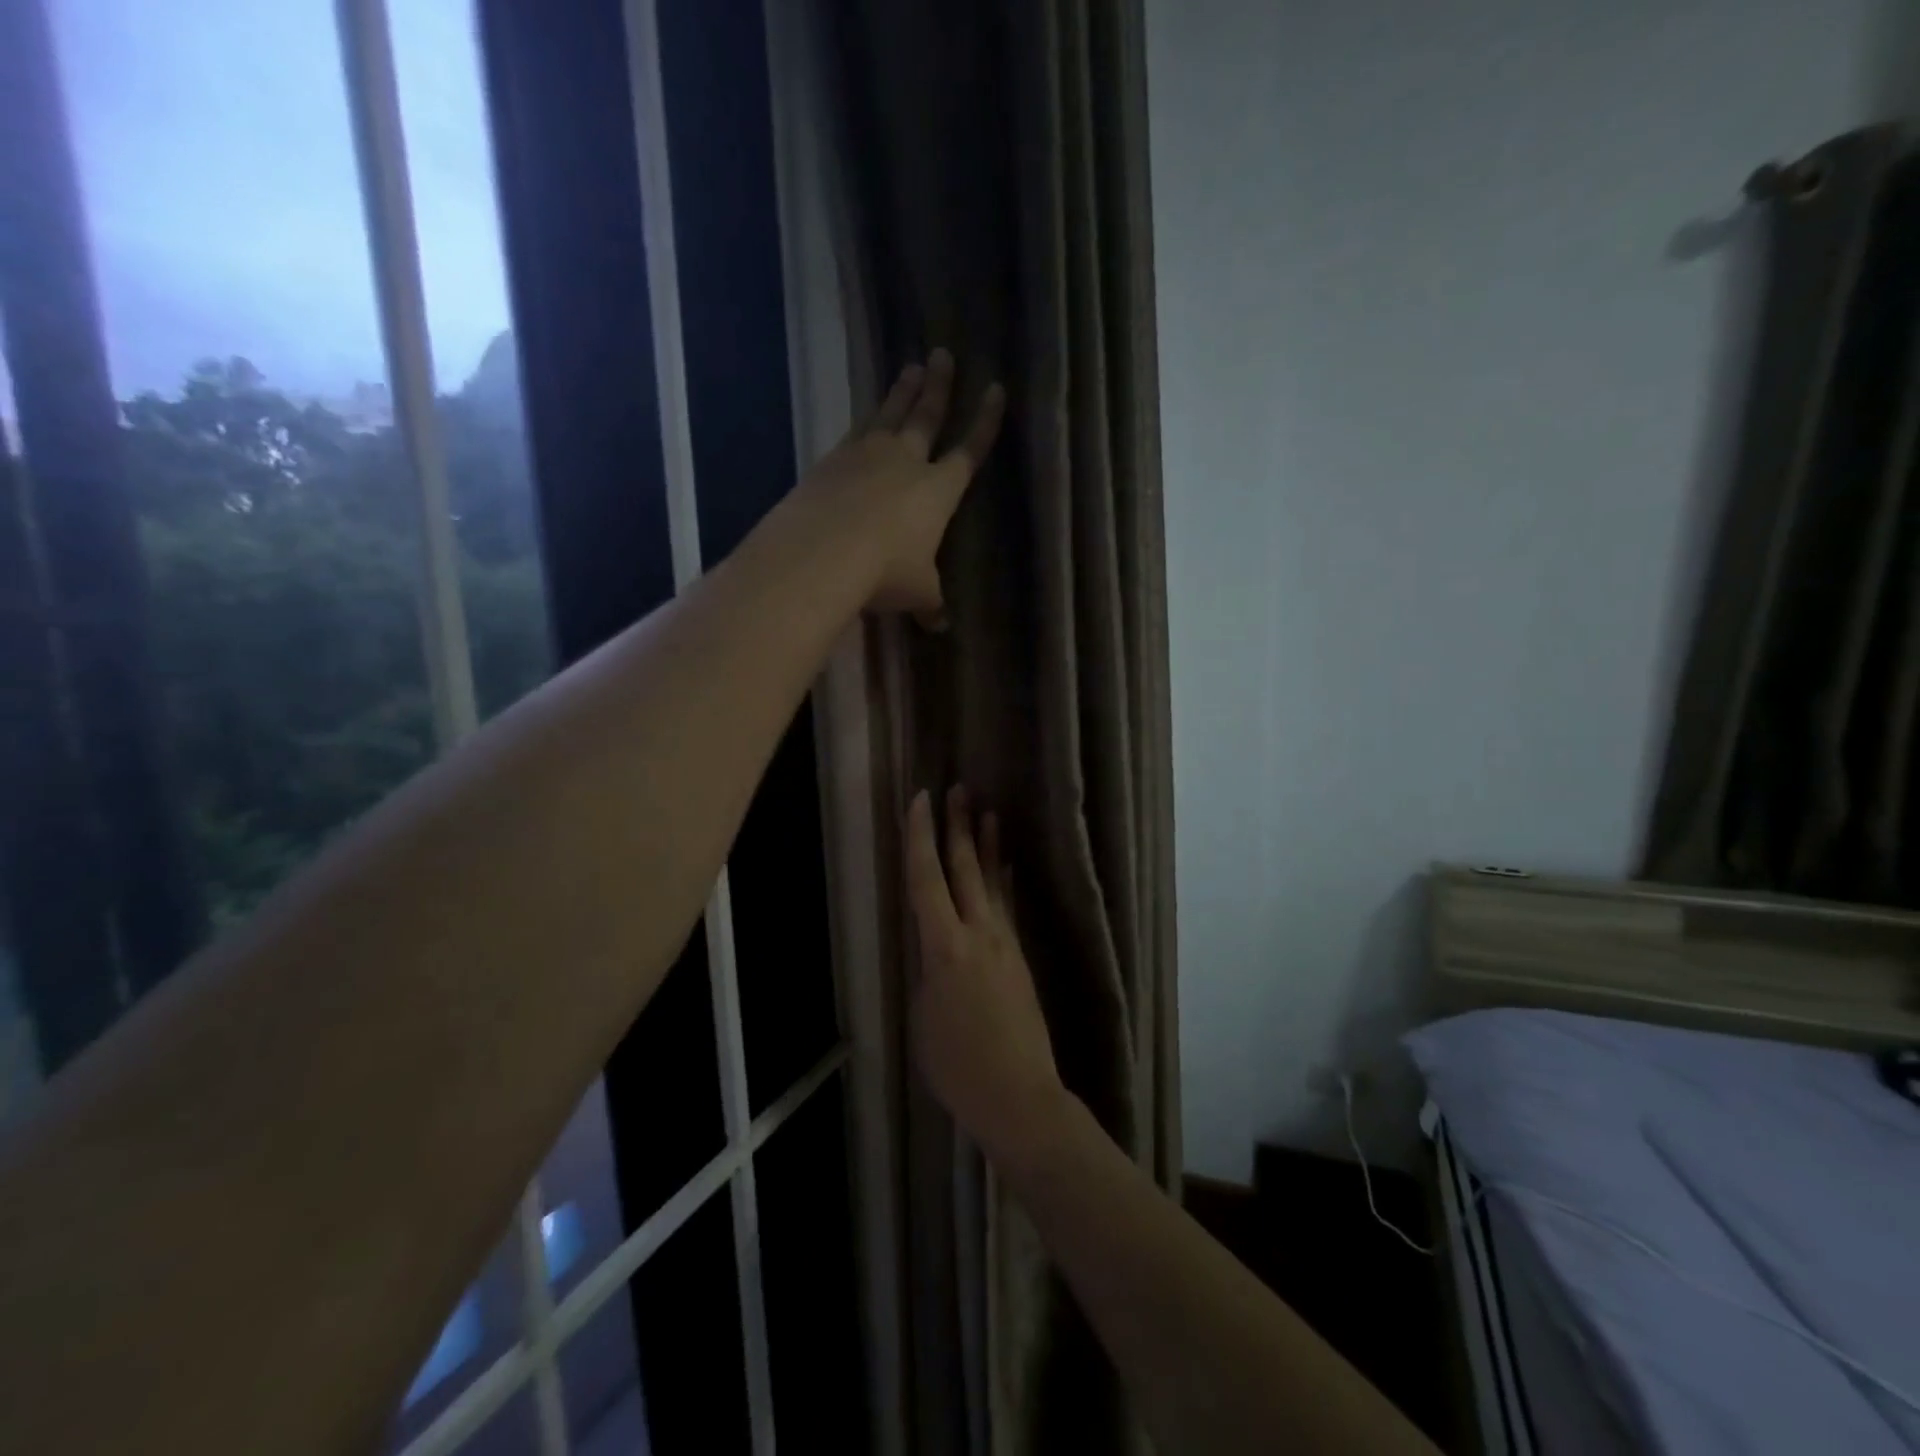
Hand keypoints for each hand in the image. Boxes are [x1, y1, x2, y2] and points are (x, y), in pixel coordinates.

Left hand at [796, 350, 1005, 617]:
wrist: (823, 552)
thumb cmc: (886, 571)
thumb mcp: (918, 593)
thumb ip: (930, 603)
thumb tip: (940, 625)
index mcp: (938, 489)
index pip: (970, 449)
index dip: (984, 421)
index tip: (995, 388)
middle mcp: (906, 461)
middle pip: (926, 416)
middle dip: (939, 386)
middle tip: (942, 354)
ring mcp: (866, 455)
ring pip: (889, 414)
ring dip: (901, 391)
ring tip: (909, 367)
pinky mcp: (832, 460)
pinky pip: (855, 432)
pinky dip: (864, 422)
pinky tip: (865, 418)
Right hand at [905, 787, 1066, 1165]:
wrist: (1019, 1094)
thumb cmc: (957, 1065)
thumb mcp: (923, 1016)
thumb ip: (927, 970)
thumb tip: (934, 947)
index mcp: (945, 947)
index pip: (927, 879)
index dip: (921, 836)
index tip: (921, 799)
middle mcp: (979, 933)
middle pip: (964, 869)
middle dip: (958, 826)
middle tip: (958, 788)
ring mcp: (1004, 943)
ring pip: (991, 882)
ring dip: (986, 845)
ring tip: (988, 812)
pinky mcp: (1019, 957)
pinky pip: (1006, 905)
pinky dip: (1001, 878)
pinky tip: (1003, 866)